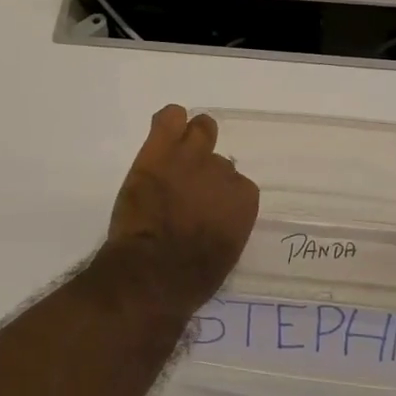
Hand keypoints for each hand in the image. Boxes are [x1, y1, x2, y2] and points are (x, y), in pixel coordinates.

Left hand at [104, 105, 259, 311]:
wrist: (152, 272)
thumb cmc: (190, 277)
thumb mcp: (225, 254)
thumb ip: (227, 225)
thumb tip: (216, 218)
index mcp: (243, 200)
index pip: (237, 185)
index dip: (219, 195)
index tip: (205, 207)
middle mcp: (222, 172)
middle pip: (218, 161)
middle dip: (204, 172)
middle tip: (186, 186)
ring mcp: (191, 157)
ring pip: (200, 129)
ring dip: (191, 139)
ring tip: (176, 153)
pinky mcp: (159, 151)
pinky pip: (169, 118)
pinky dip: (168, 121)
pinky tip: (162, 133)